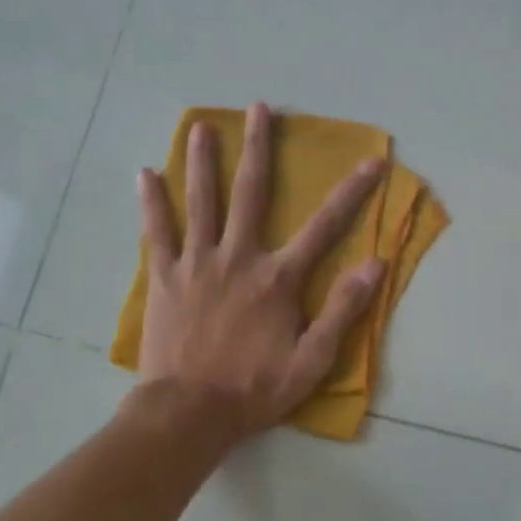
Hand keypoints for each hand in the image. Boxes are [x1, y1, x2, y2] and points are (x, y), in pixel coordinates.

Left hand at [136, 102, 386, 439]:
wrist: (188, 413)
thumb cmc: (253, 389)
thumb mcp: (312, 360)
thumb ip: (343, 309)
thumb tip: (376, 263)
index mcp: (277, 278)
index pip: (324, 225)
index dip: (352, 191)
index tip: (372, 159)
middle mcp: (238, 257)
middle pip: (251, 192)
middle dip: (258, 147)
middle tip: (259, 108)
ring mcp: (196, 263)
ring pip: (200, 202)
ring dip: (201, 162)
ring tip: (199, 128)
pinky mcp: (164, 277)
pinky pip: (156, 232)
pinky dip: (151, 203)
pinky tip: (145, 174)